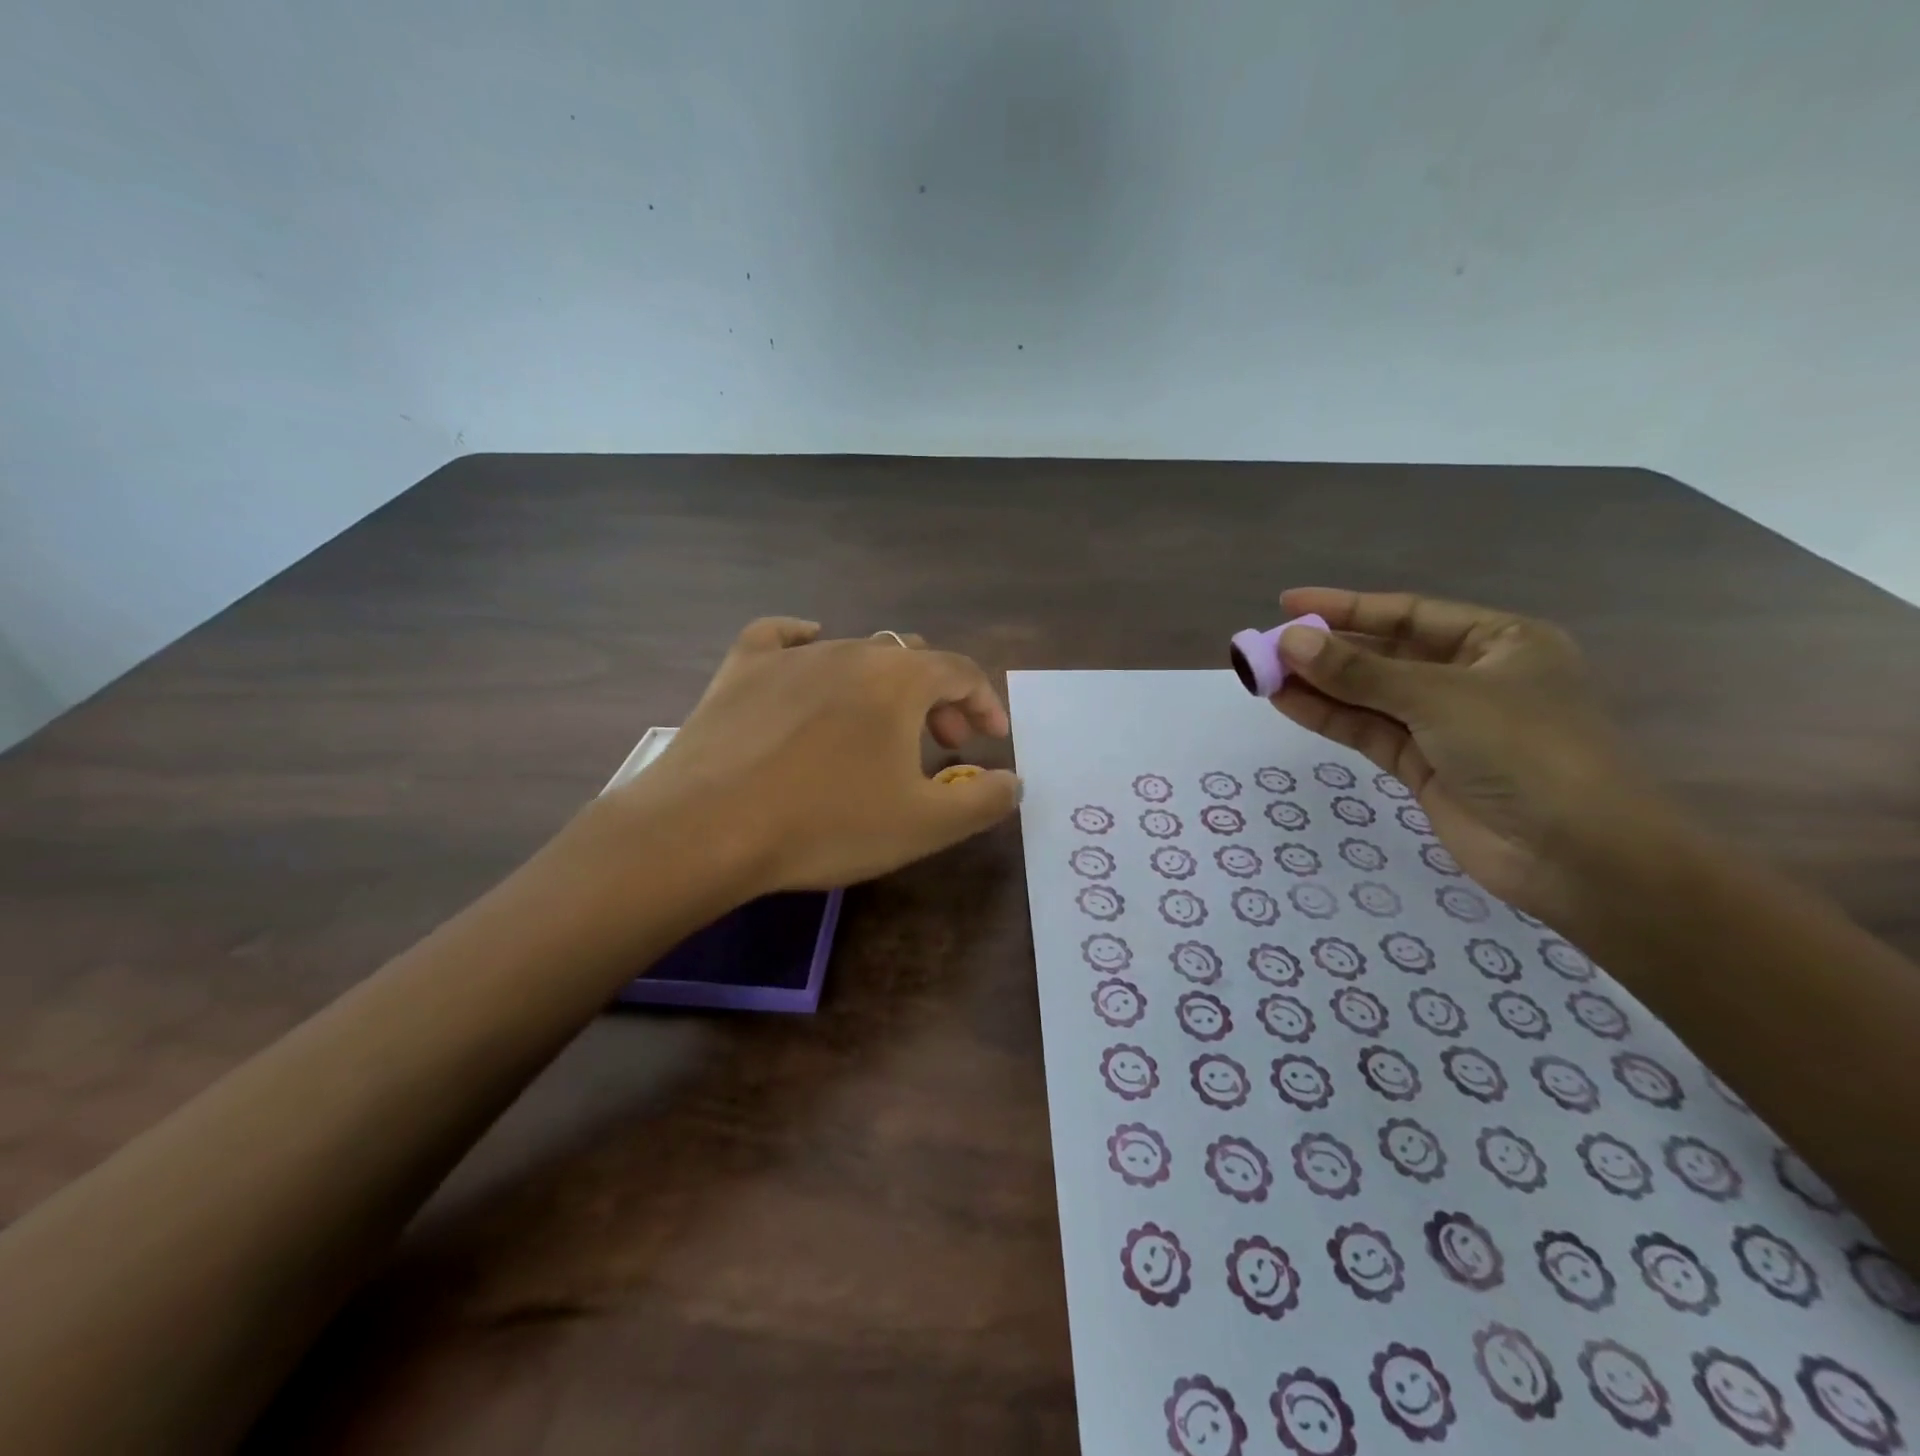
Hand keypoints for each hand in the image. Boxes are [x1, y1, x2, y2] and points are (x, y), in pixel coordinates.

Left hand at [598, 618, 1020, 895]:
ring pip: (854, 652)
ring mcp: (791, 656)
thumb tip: (1012, 780)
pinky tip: (808, 651)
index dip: (985, 702)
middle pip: (911, 660)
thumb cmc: (827, 824)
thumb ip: (982, 800)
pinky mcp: (741, 669)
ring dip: (883, 686)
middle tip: (943, 743)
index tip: (991, 739)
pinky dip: (805, 643)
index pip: (961, 672)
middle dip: (939, 698)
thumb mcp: (924, 825)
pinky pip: (780, 637)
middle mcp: (850, 651)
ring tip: (880, 728)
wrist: (707, 828)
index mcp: (899, 679)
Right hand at [1271, 588, 1670, 919]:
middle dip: (1327, 650)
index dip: (1346, 607)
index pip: (1410, 614)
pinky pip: (1369, 731)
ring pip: (1370, 696)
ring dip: (1319, 685)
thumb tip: (1289, 641)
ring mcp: (1446, 726)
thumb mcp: (1439, 698)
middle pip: (1385, 655)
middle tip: (1265, 647)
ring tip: (1262, 673)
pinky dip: (1329, 717)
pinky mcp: (1424, 767)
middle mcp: (1472, 678)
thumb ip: (1359, 672)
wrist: (1577, 856)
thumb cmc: (1526, 751)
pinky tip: (1287, 701)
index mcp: (1499, 642)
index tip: (1287, 604)